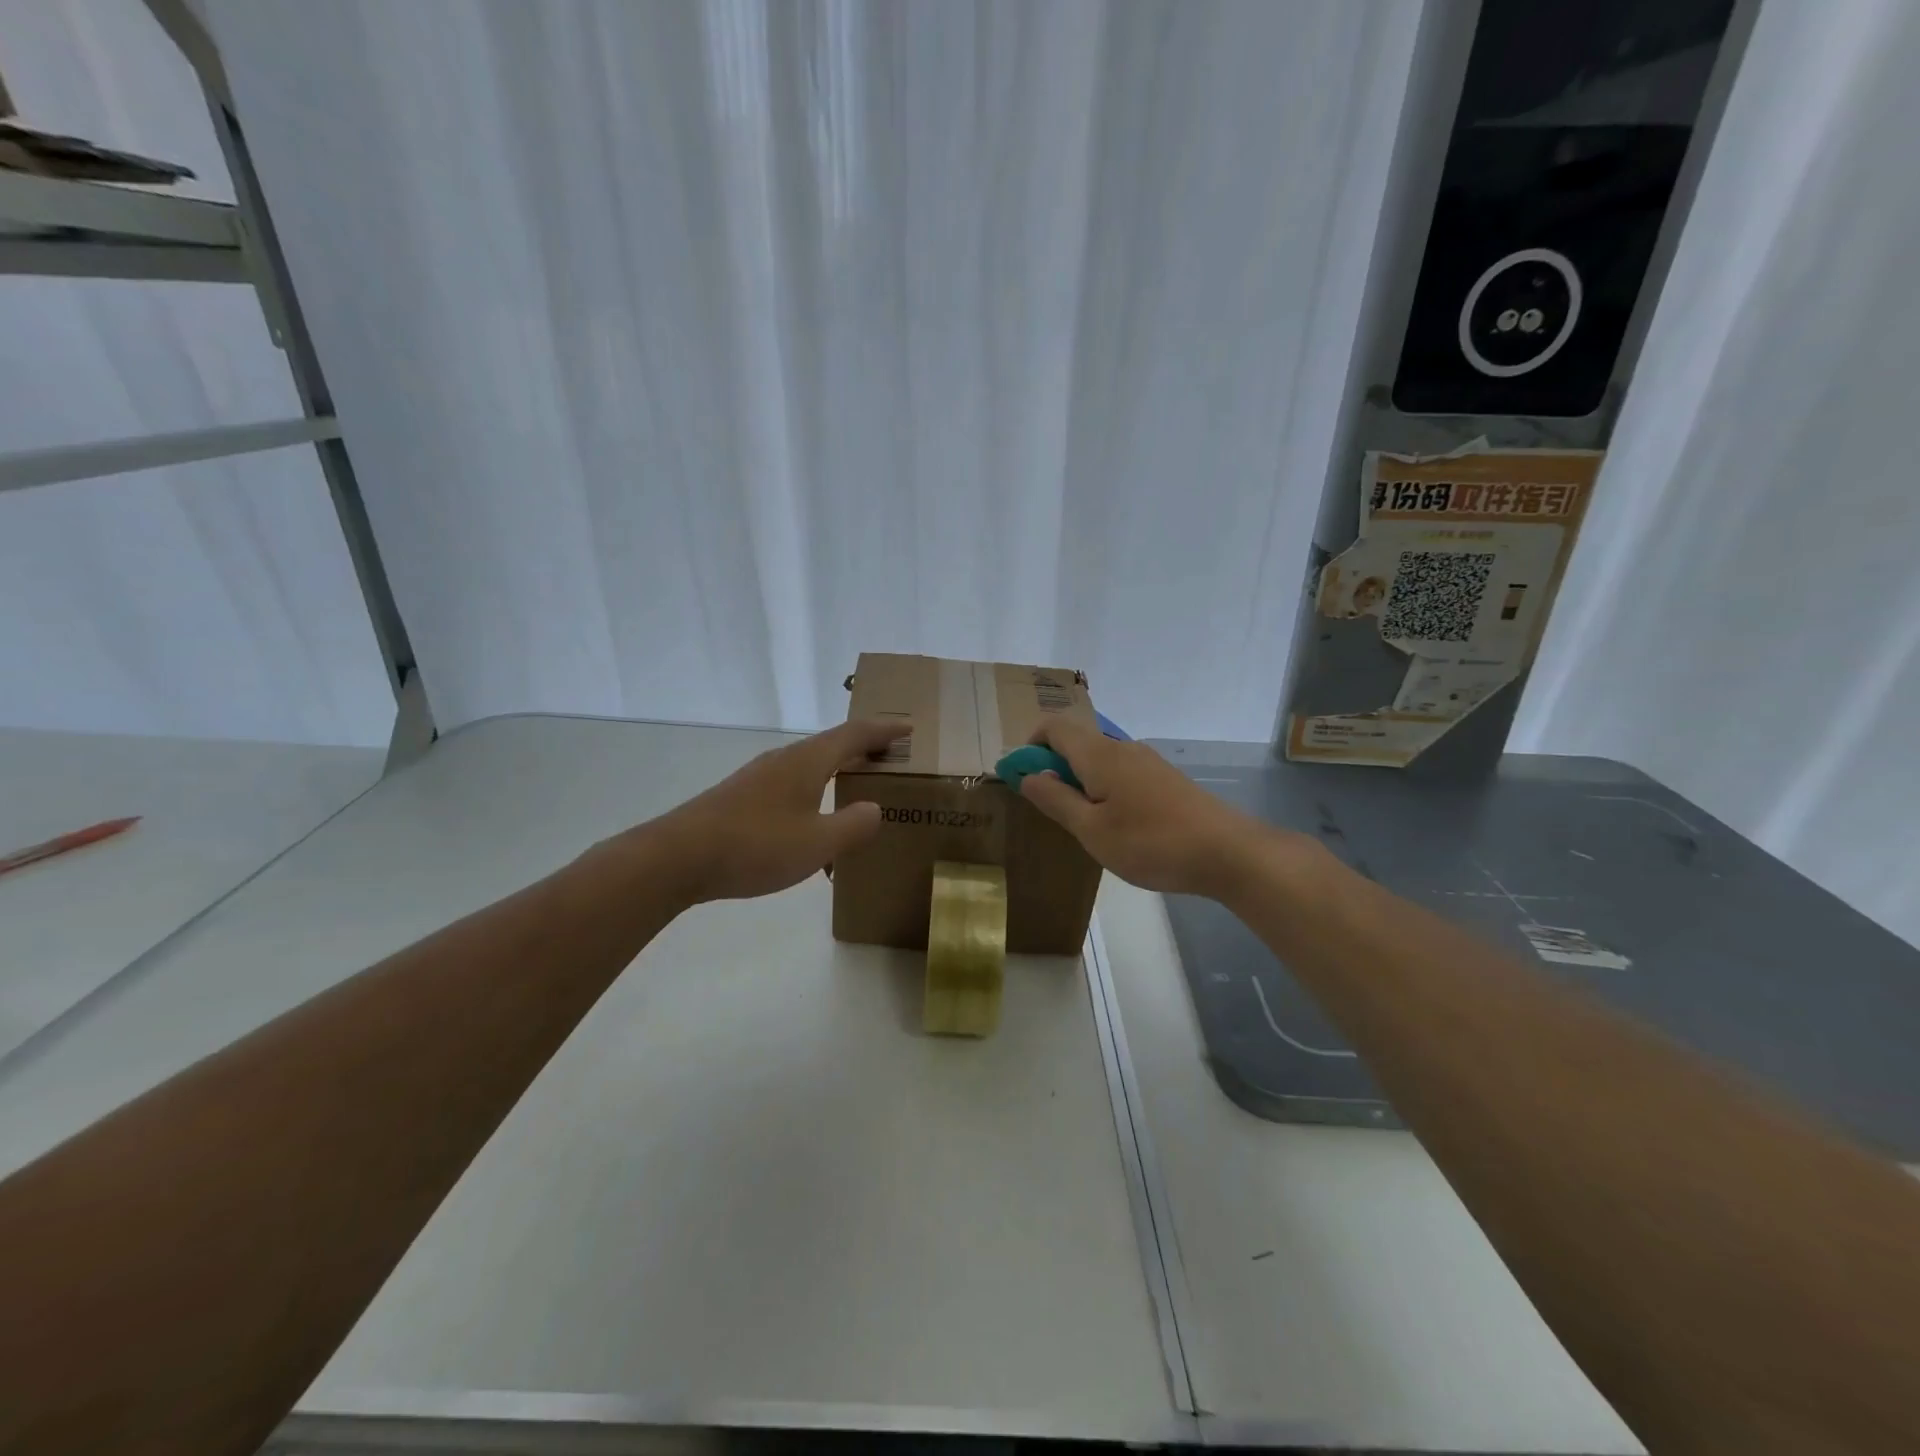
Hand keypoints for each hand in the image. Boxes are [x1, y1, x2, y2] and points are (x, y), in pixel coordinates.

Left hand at [648, 719, 902, 903]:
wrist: (678, 857)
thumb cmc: (756, 846)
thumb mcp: (817, 843)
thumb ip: (853, 825)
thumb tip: (874, 808)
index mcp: (807, 762)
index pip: (854, 735)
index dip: (883, 731)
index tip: (907, 729)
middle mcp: (783, 760)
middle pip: (830, 744)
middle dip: (861, 747)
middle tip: (887, 756)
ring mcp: (758, 777)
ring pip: (807, 763)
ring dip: (834, 767)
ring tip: (853, 783)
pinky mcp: (740, 796)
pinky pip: (790, 782)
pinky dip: (813, 787)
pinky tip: (809, 815)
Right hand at [1017, 718, 1276, 897]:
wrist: (1226, 852)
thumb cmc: (1150, 843)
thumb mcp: (1091, 830)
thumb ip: (1056, 799)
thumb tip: (1028, 774)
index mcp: (1098, 755)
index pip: (1053, 727)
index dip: (1029, 746)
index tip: (1020, 778)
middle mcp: (1122, 748)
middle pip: (1076, 742)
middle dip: (1053, 766)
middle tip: (1048, 808)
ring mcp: (1147, 762)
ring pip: (1099, 759)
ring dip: (1079, 780)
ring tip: (1080, 822)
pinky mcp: (1164, 779)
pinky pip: (1120, 772)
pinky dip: (1103, 787)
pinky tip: (1114, 823)